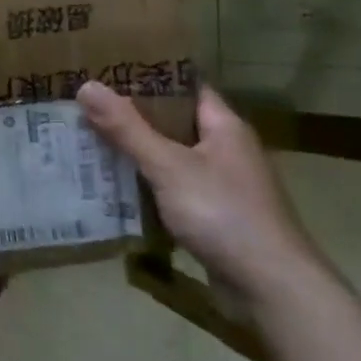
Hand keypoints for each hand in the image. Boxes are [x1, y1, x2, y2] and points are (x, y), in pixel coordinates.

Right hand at [77, 81, 322, 309]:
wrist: (273, 290)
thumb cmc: (224, 214)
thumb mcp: (168, 166)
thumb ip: (127, 128)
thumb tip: (87, 86)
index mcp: (224, 126)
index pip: (184, 86)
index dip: (148, 76)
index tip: (107, 71)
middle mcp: (226, 150)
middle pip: (173, 122)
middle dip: (133, 117)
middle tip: (87, 107)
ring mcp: (223, 186)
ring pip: (171, 158)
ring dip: (137, 154)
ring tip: (90, 142)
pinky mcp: (216, 218)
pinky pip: (174, 190)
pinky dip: (148, 187)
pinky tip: (115, 188)